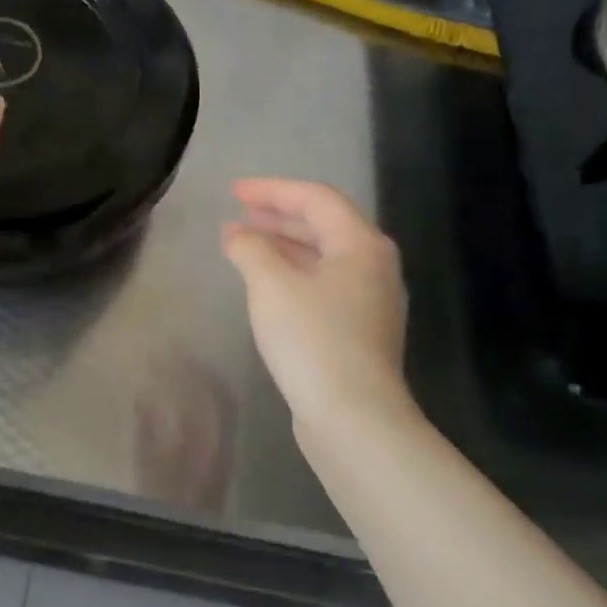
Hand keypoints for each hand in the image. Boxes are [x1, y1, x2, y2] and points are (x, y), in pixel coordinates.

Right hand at [221, 178, 416, 444]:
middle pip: (324, 224)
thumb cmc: (313, 340)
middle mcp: (373, 266)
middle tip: (239, 213)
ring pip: (322, 255)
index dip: (272, 189)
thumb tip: (236, 234)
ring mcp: (369, 300)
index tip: (233, 192)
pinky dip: (292, 272)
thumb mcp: (271, 285)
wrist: (353, 417)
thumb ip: (250, 249)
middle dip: (278, 215)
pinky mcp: (358, 329)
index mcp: (360, 245)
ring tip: (245, 243)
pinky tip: (266, 284)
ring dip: (283, 244)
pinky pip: (322, 282)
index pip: (315, 198)